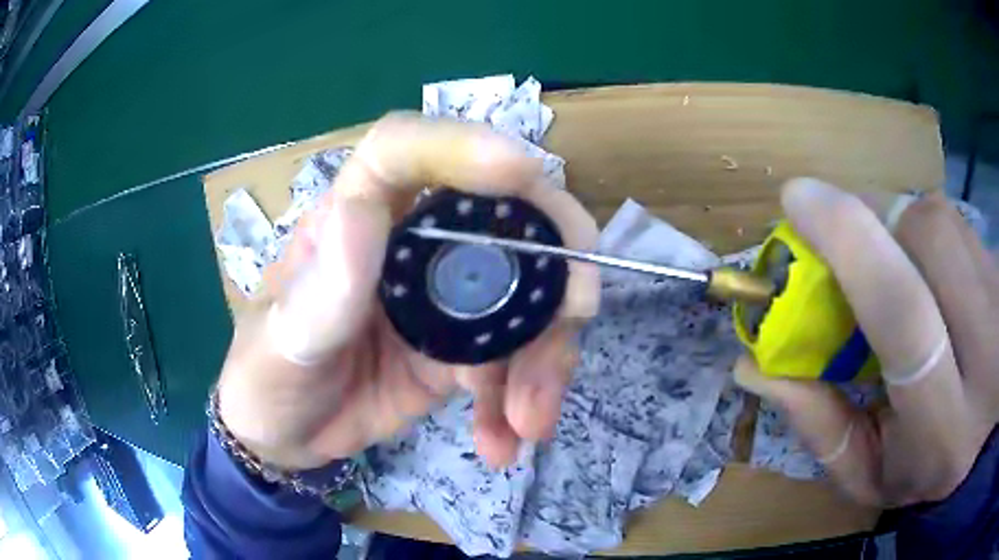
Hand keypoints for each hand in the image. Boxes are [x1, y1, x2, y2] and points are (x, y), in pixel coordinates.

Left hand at [216, 113, 599, 470]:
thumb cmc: (266, 379)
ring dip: (545, 355)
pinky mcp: (462, 348)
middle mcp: (408, 242)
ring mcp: (443, 296)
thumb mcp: (279, 346)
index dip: (462, 145)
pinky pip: (514, 359)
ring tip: (530, 422)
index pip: (405, 150)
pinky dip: (521, 398)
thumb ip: (316, 294)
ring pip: (526, 296)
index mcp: (353, 218)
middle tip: (575, 314)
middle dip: (551, 260)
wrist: (285, 435)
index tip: (519, 170)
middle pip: (501, 215)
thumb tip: (361, 211)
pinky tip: (503, 442)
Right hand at [735, 178, 998, 506]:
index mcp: (944, 430)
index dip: (851, 243)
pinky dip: (922, 228)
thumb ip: (820, 429)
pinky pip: (955, 221)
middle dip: (872, 220)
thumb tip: (754, 363)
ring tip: (885, 258)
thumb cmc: (925, 468)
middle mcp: (985, 357)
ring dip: (896, 223)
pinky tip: (921, 264)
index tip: (798, 199)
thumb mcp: (869, 474)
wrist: (984, 435)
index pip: (904, 317)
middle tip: (837, 228)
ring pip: (940, 219)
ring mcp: (998, 304)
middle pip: (928, 239)